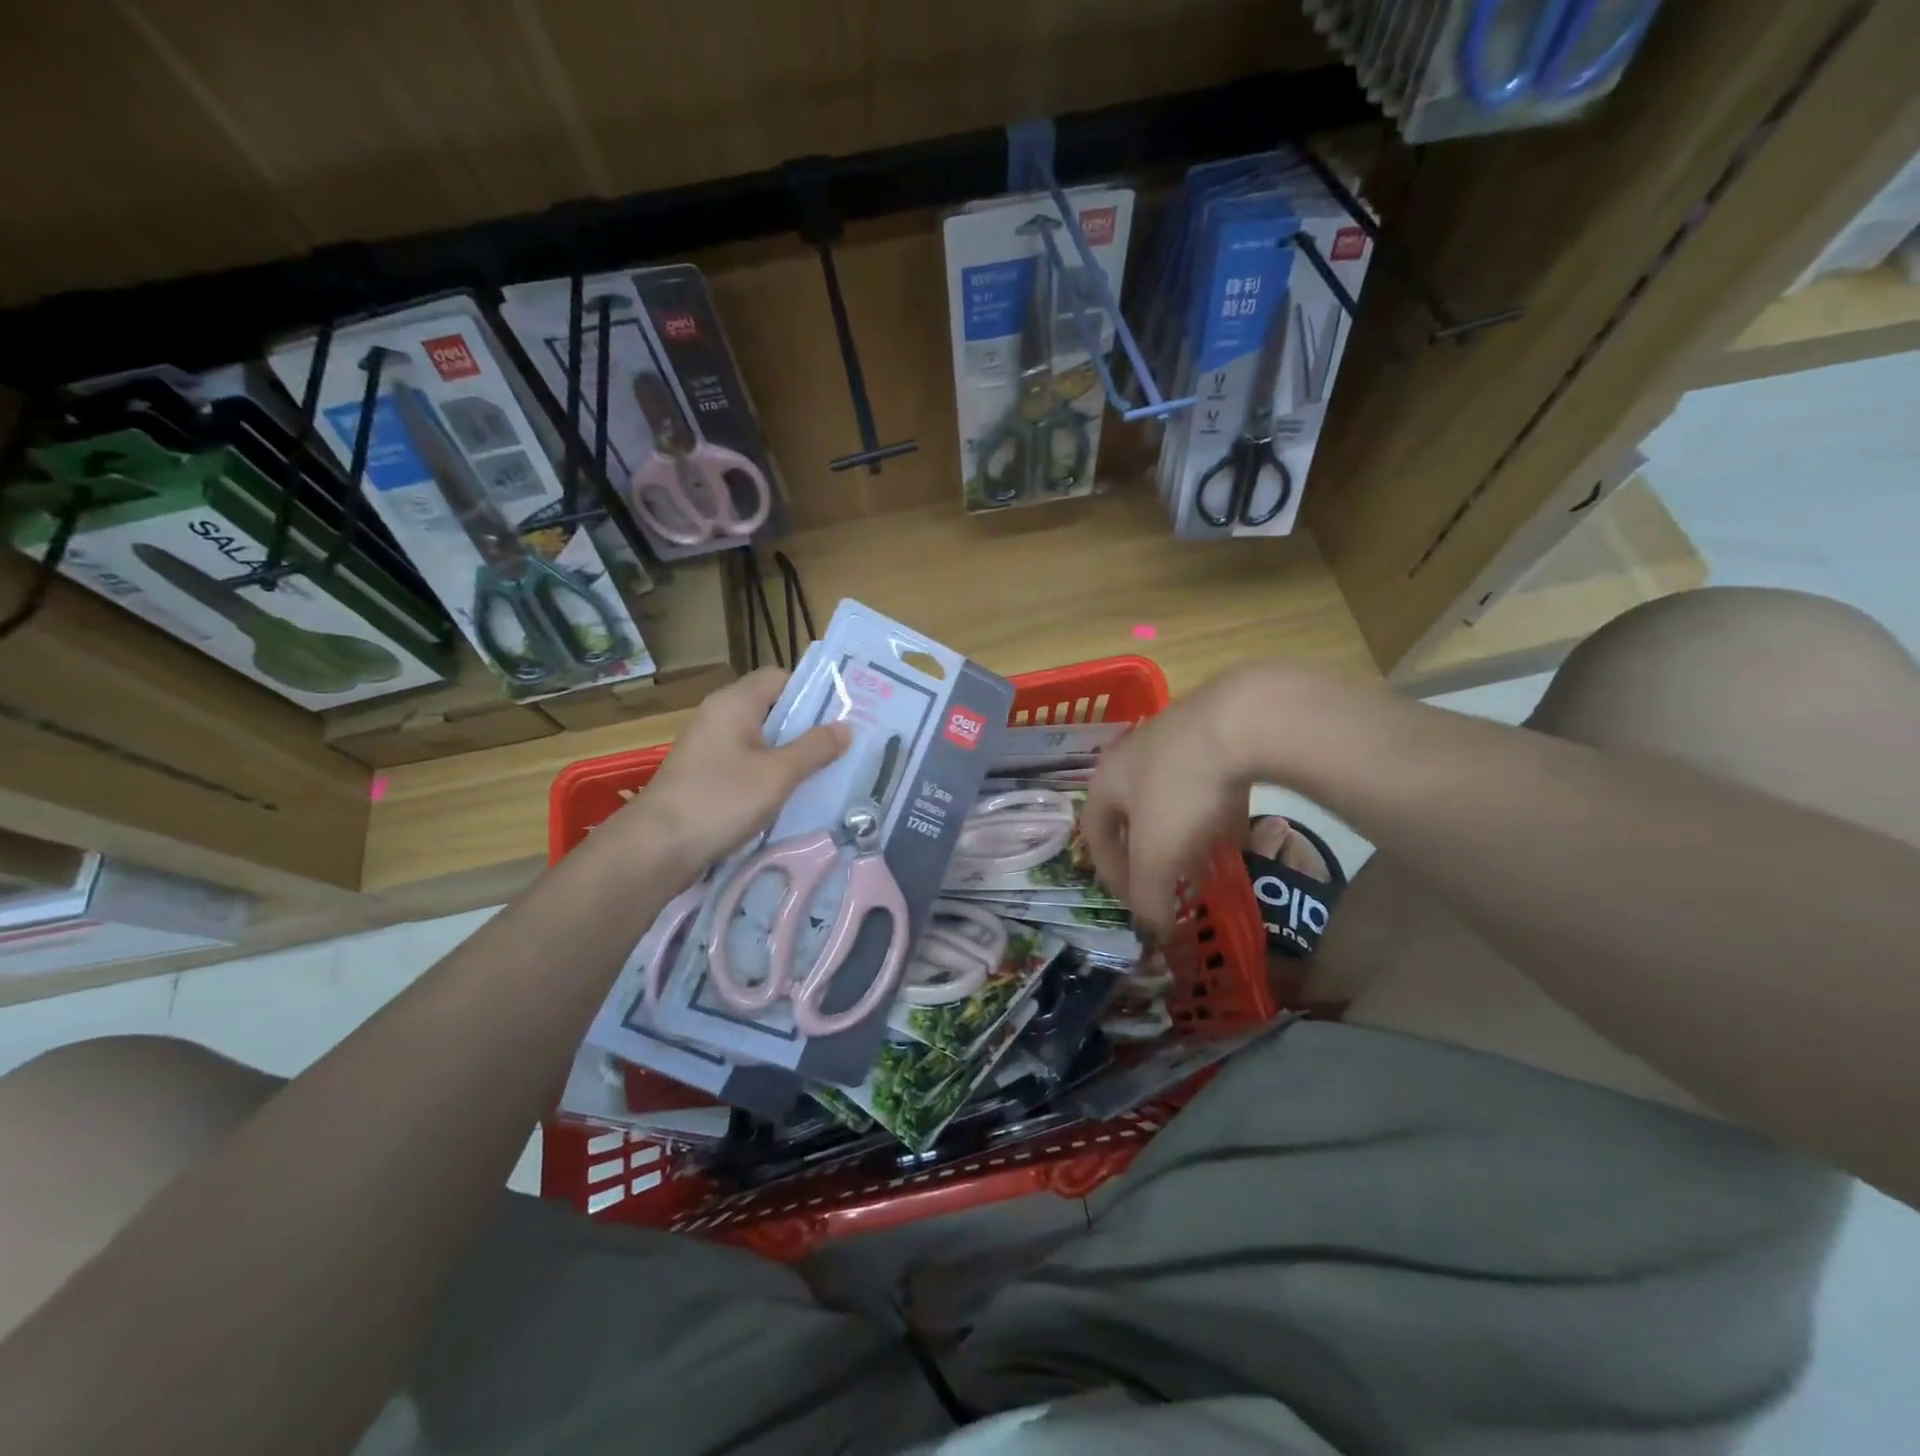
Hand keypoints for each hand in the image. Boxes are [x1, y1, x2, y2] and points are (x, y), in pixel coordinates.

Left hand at [596, 668, 849, 885]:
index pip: (779, 677)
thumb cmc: (720, 800)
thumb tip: (845, 728)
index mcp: (734, 703)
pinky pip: (745, 762)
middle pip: (770, 708)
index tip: (842, 713)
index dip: (812, 691)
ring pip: (760, 739)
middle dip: (806, 725)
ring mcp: (708, 747)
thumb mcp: (778, 774)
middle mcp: (718, 716)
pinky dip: (769, 772)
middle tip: (843, 744)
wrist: (656, 848)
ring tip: (825, 770)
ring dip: (789, 752)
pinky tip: (790, 794)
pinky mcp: (703, 775)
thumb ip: (814, 749)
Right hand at [1083, 671, 1260, 938]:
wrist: (1242, 721)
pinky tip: (1236, 831)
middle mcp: (1129, 758)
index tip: (1139, 903)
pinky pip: (1203, 785)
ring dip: (1180, 835)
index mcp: (1104, 783)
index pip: (1095, 836)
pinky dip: (1212, 813)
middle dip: (1147, 855)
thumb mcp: (1158, 856)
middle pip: (1130, 816)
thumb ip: (1150, 897)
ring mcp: (1171, 742)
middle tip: (1168, 884)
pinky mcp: (1212, 733)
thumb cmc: (1182, 791)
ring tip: (1203, 862)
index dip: (1111, 875)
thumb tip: (1152, 932)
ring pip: (1168, 799)